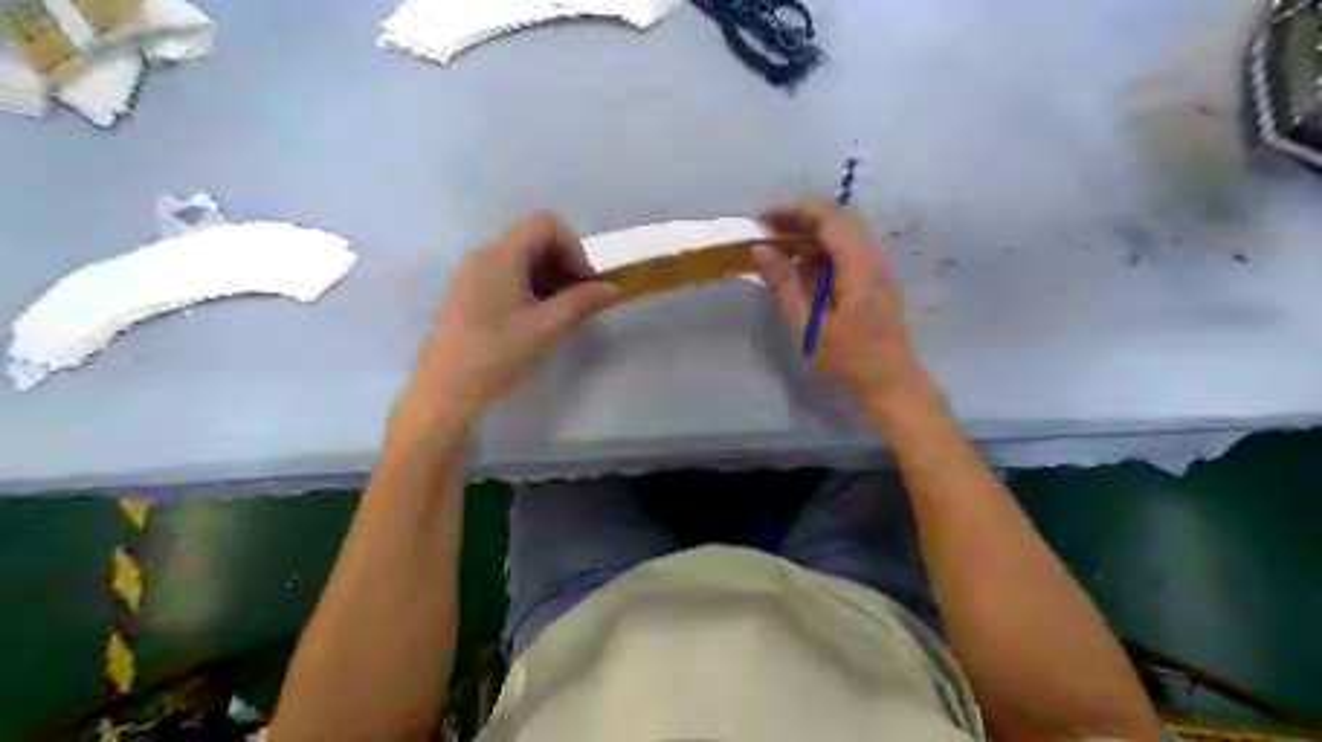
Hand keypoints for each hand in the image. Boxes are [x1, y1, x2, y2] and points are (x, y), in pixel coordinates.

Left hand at [398, 213, 620, 425]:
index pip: (545, 224)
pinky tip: (538, 317)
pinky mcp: (469, 292)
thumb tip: (613, 289)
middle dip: (564, 262)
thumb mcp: (546, 327)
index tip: (585, 282)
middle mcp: (485, 255)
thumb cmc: (497, 353)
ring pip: (521, 258)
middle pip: (534, 238)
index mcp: (501, 255)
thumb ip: (582, 302)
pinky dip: (531, 286)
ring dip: (549, 276)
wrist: (444, 388)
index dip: (573, 247)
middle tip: (579, 298)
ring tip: (562, 311)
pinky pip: (507, 274)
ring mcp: (473, 273)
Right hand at [755, 201, 927, 408]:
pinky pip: (848, 252)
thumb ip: (784, 284)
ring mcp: (878, 269)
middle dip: (800, 218)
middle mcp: (873, 258)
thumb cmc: (848, 360)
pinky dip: (822, 252)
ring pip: (844, 234)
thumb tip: (761, 249)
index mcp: (859, 266)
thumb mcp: (808, 326)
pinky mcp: (875, 282)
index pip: (828, 217)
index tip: (761, 218)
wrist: (891, 385)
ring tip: (779, 252)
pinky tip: (803, 272)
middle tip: (766, 231)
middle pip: (839, 219)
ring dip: (810, 235)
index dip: (793, 210)